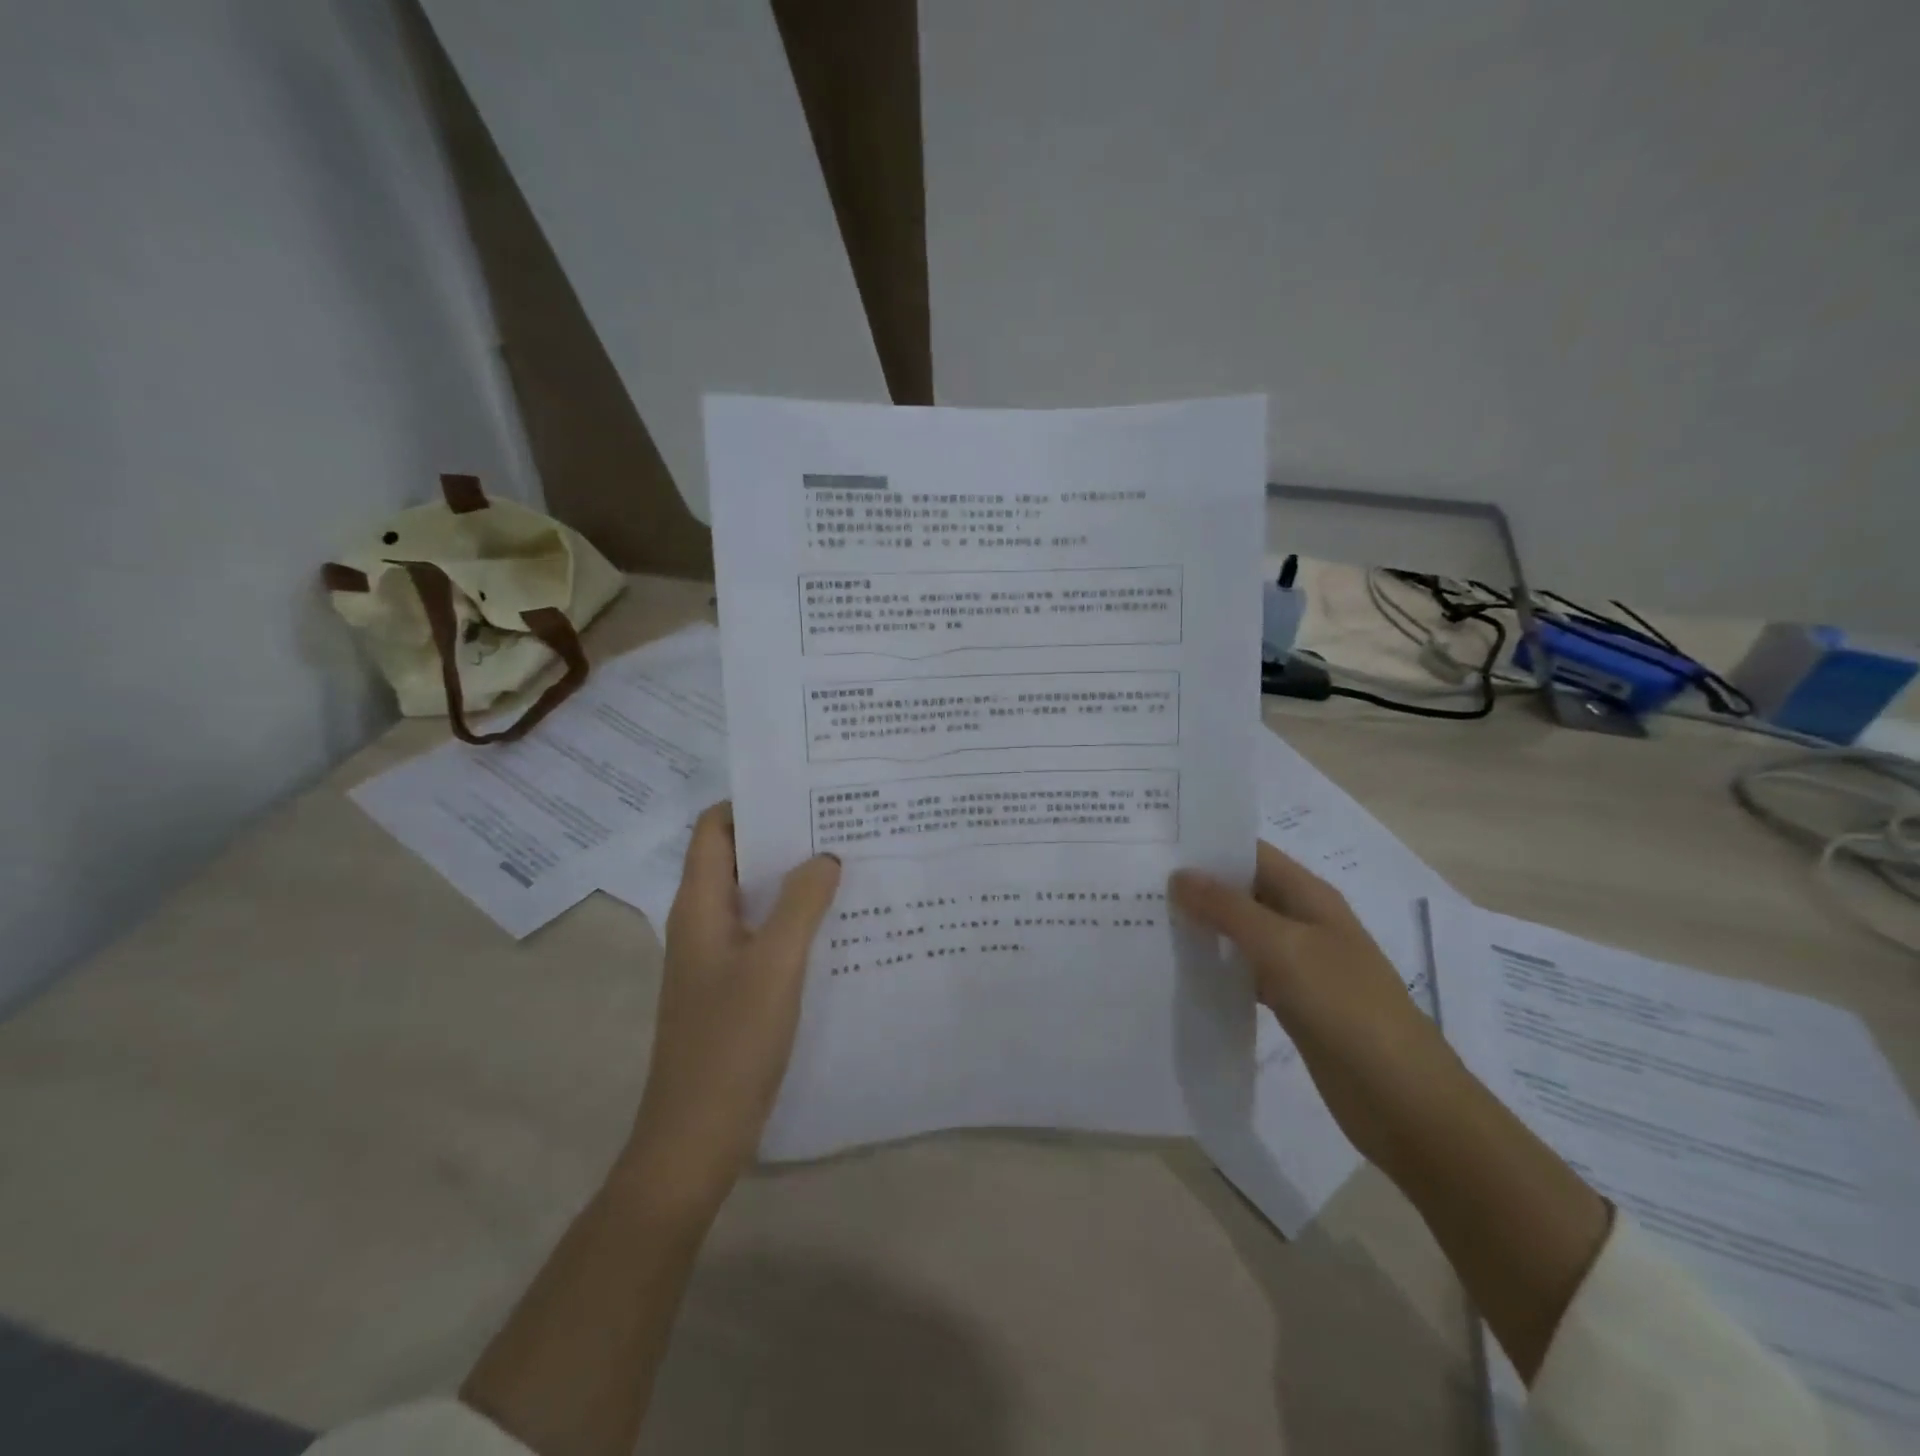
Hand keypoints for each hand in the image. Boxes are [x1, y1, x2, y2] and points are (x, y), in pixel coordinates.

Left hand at [621, 803, 840, 1220]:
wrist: (696, 1139)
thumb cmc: (730, 1044)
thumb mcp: (774, 965)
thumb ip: (801, 904)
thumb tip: (825, 856)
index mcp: (700, 906)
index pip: (714, 829)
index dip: (751, 803)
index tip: (804, 791)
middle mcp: (703, 922)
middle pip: (738, 859)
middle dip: (784, 837)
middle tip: (841, 821)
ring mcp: (717, 957)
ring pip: (755, 898)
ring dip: (793, 879)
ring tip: (849, 862)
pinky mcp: (734, 987)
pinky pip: (765, 934)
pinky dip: (795, 919)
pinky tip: (838, 923)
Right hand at [1169, 840, 1456, 1169]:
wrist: (1403, 1099)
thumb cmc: (1346, 1007)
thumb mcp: (1284, 947)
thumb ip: (1229, 909)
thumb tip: (1179, 875)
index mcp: (1309, 897)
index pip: (1252, 854)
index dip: (1208, 845)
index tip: (1156, 844)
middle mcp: (1303, 922)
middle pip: (1243, 892)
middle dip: (1197, 887)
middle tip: (1138, 884)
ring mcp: (1299, 964)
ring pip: (1241, 933)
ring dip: (1203, 927)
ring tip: (1148, 920)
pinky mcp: (1292, 1003)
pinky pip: (1246, 972)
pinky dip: (1217, 967)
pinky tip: (1180, 971)